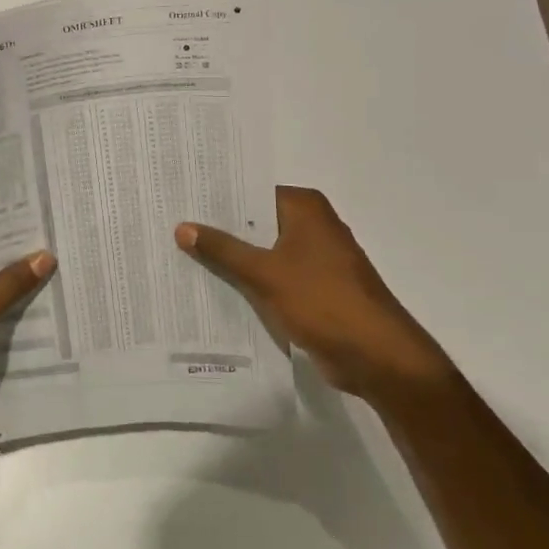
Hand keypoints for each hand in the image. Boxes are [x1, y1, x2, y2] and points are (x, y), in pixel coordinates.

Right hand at [176, 187, 451, 400]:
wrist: (378, 357)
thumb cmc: (323, 301)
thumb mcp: (265, 273)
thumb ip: (222, 249)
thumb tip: (182, 226)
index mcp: (305, 208)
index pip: (251, 191)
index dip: (216, 196)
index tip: (179, 198)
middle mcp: (311, 225)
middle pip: (255, 221)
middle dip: (218, 228)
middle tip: (171, 225)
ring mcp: (314, 258)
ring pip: (261, 250)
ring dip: (231, 257)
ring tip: (180, 253)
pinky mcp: (313, 288)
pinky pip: (271, 275)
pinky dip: (247, 280)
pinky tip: (211, 285)